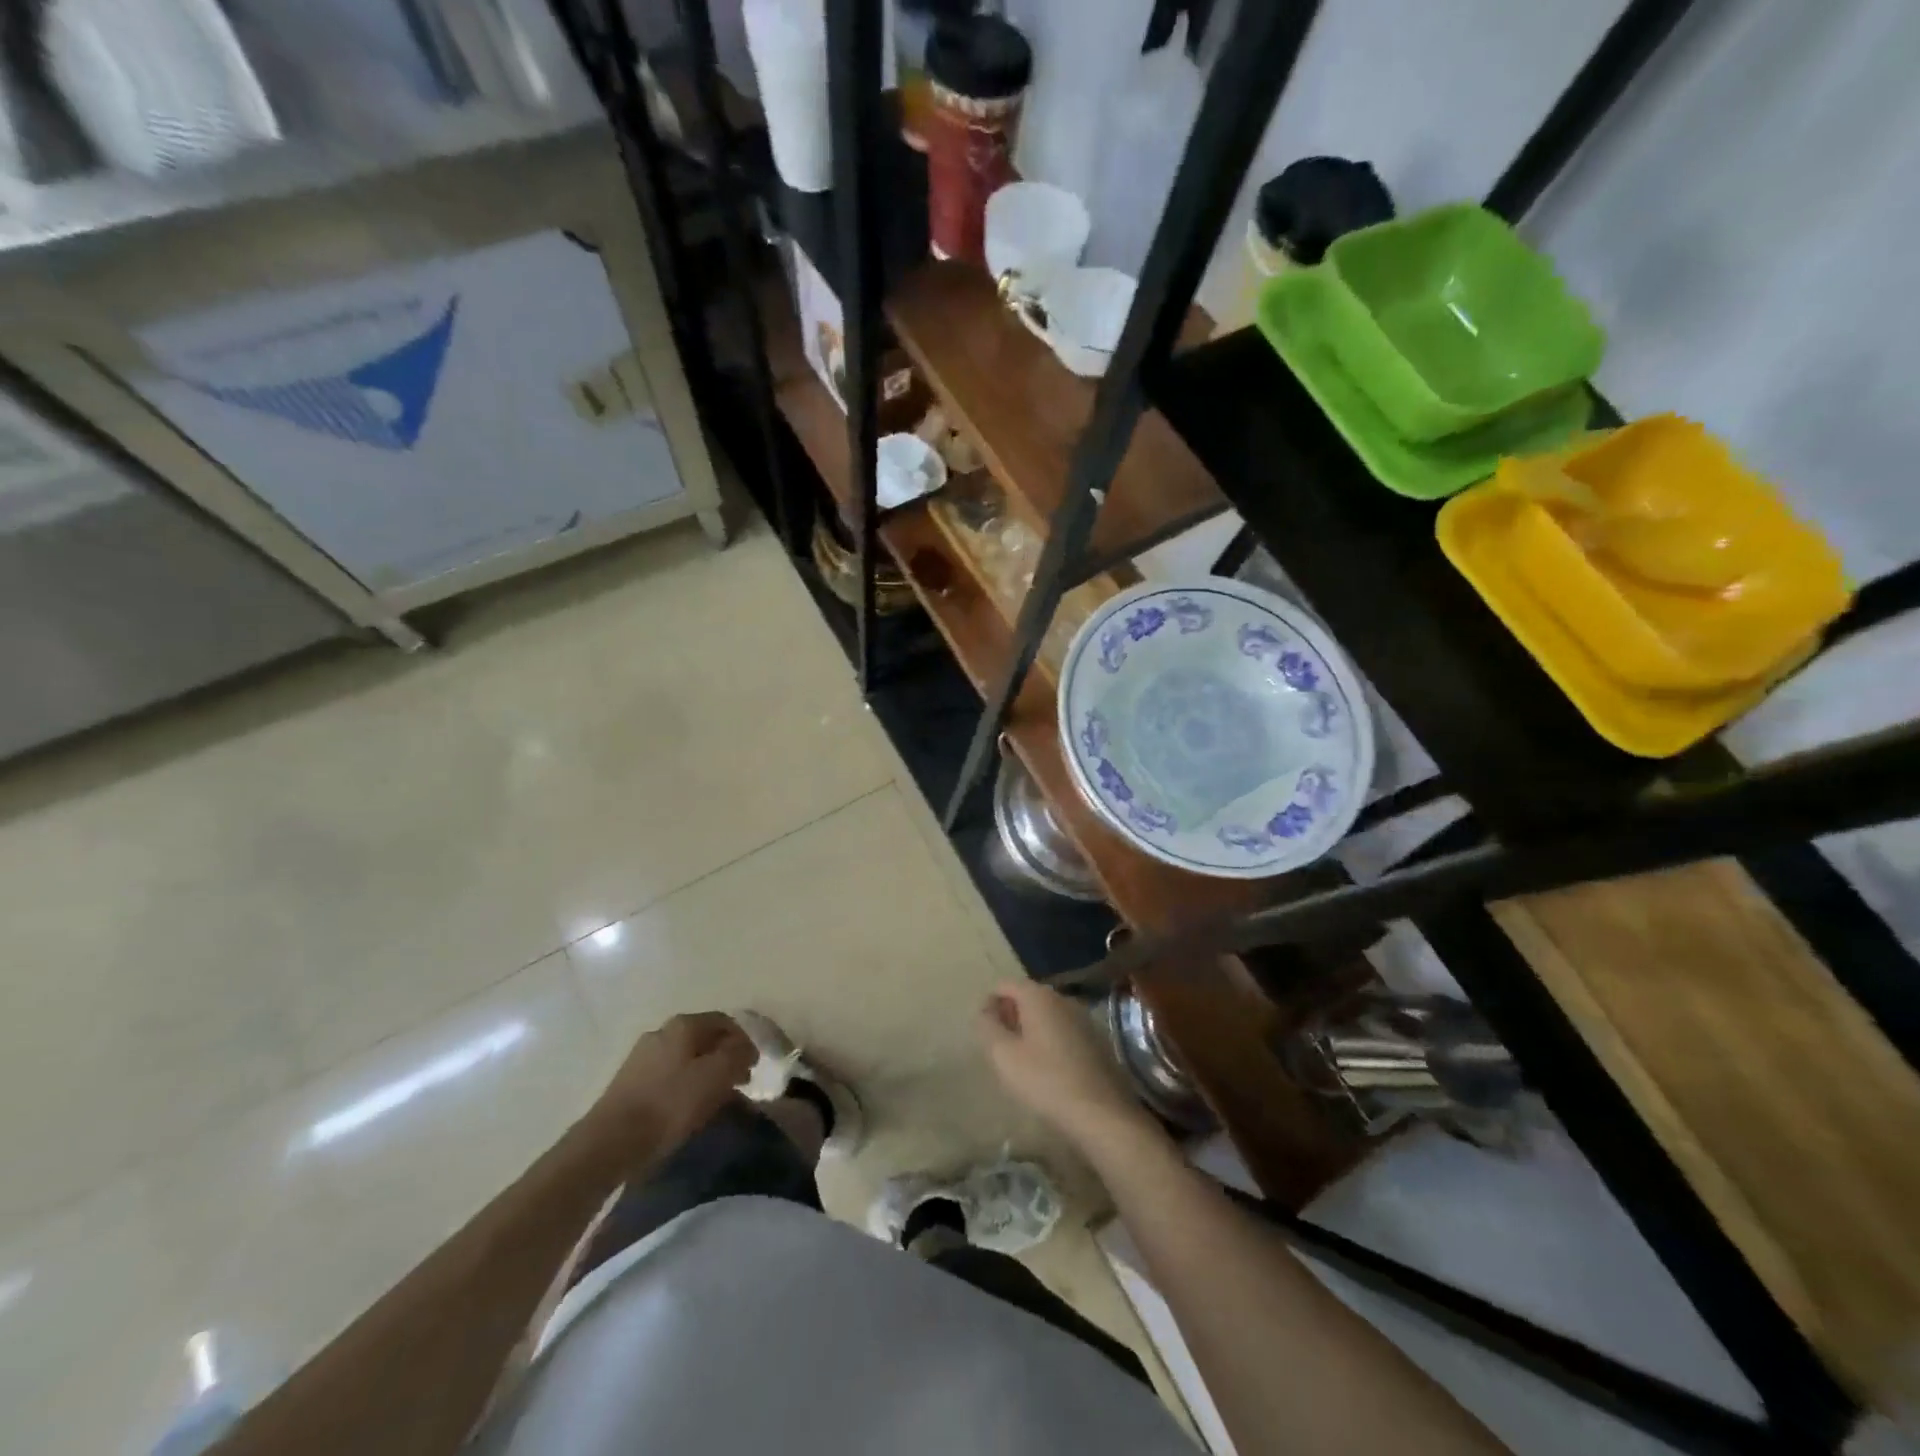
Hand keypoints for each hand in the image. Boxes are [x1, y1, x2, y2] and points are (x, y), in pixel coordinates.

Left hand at [589, 1012, 756, 1161]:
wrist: (611, 1142)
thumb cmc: (670, 1104)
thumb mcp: (716, 1075)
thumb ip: (738, 1054)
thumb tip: (746, 1047)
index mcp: (684, 1024)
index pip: (725, 1022)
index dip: (745, 1041)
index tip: (755, 1066)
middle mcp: (662, 1032)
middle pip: (705, 1039)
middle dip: (726, 1057)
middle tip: (741, 1082)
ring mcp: (642, 1057)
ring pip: (686, 1058)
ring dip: (707, 1073)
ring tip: (718, 1099)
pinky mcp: (630, 1083)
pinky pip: (669, 1077)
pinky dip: (686, 1086)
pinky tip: (689, 1108)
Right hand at [977, 981, 1161, 1154]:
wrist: (1101, 1113)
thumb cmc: (1046, 1081)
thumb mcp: (1004, 1056)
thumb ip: (987, 1027)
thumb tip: (983, 1010)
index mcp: (1038, 996)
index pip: (1005, 985)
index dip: (989, 1003)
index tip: (983, 1031)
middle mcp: (1062, 998)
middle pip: (1027, 996)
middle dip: (1010, 1015)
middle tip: (999, 1046)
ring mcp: (1083, 1017)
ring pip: (1046, 1014)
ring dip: (1030, 1029)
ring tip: (1021, 1060)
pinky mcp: (1096, 1038)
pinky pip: (1063, 1029)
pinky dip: (1050, 1040)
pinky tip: (1048, 1068)